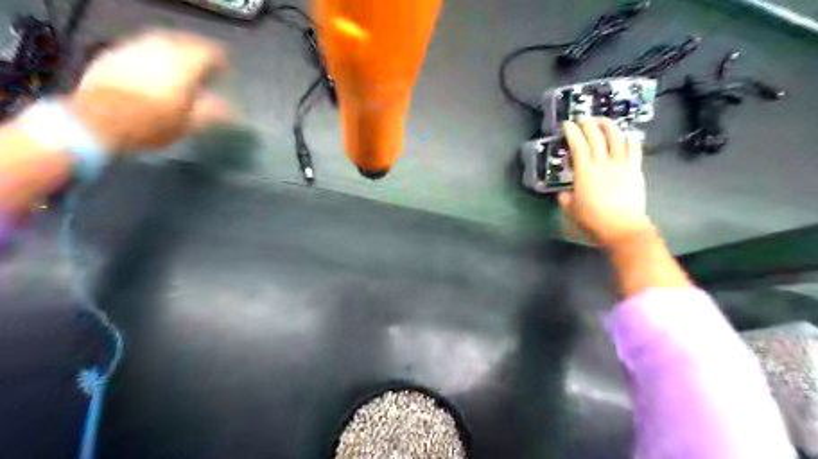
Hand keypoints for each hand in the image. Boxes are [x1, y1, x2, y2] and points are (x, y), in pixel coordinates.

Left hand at [62, 31, 228, 155]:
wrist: (97, 122)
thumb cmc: (151, 125)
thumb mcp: (190, 124)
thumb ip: (214, 112)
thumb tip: (231, 109)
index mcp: (184, 66)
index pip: (209, 53)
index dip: (221, 58)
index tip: (227, 65)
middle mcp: (160, 50)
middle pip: (185, 41)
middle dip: (199, 49)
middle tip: (208, 60)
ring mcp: (134, 48)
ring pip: (162, 40)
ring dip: (177, 48)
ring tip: (184, 60)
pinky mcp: (114, 54)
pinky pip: (142, 46)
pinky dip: (155, 52)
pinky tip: (156, 64)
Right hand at [557, 118, 651, 246]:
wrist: (623, 228)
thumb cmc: (594, 220)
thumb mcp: (572, 210)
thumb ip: (565, 198)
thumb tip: (563, 193)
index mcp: (585, 172)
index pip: (578, 145)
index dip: (572, 132)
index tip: (567, 124)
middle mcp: (603, 164)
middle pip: (596, 137)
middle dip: (588, 124)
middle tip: (583, 119)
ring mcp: (622, 165)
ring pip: (616, 138)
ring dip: (609, 126)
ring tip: (603, 120)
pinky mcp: (635, 170)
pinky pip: (634, 149)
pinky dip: (630, 139)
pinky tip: (627, 136)